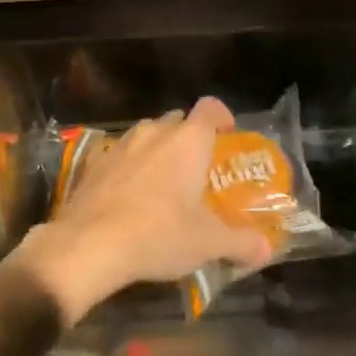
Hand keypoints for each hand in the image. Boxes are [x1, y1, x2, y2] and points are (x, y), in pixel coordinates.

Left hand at [13, 98, 275, 325]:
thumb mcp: (207, 243)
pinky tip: (128, 195)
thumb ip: (240, 242)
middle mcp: (154, 132)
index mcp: (188, 140)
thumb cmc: (158, 234)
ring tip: (164, 183)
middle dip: (189, 138)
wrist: (88, 244)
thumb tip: (266, 249)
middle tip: (198, 169)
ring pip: (146, 135)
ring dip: (158, 151)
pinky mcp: (93, 163)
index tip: (227, 134)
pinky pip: (119, 154)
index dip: (221, 116)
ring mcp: (120, 144)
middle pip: (178, 121)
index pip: (210, 107)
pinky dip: (129, 167)